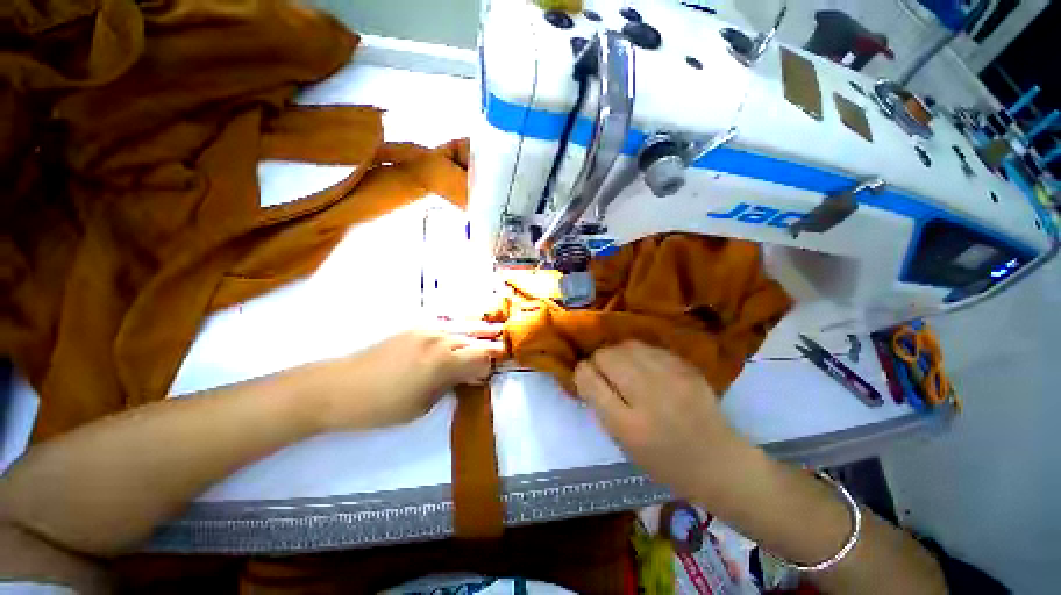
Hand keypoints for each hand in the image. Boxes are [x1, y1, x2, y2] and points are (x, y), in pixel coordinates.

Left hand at [307, 325, 505, 430]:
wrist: (338, 387)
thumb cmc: (382, 406)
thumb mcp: (423, 406)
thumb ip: (452, 386)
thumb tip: (471, 376)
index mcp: (445, 362)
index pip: (483, 356)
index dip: (492, 363)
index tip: (493, 369)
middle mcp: (441, 339)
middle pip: (476, 337)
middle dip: (490, 342)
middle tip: (501, 345)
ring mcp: (427, 328)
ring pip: (463, 325)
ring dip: (478, 330)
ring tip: (492, 329)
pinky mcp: (414, 326)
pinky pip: (446, 322)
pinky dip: (460, 325)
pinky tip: (463, 328)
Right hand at [574, 341, 753, 500]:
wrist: (719, 462)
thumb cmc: (665, 463)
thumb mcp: (624, 445)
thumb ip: (601, 407)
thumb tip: (587, 373)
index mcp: (629, 426)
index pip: (590, 381)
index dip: (582, 373)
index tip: (586, 375)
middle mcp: (649, 397)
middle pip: (607, 356)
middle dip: (599, 360)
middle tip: (605, 371)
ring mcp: (672, 379)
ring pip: (627, 346)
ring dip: (618, 354)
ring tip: (624, 366)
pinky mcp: (687, 368)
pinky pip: (650, 348)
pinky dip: (640, 354)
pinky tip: (646, 367)